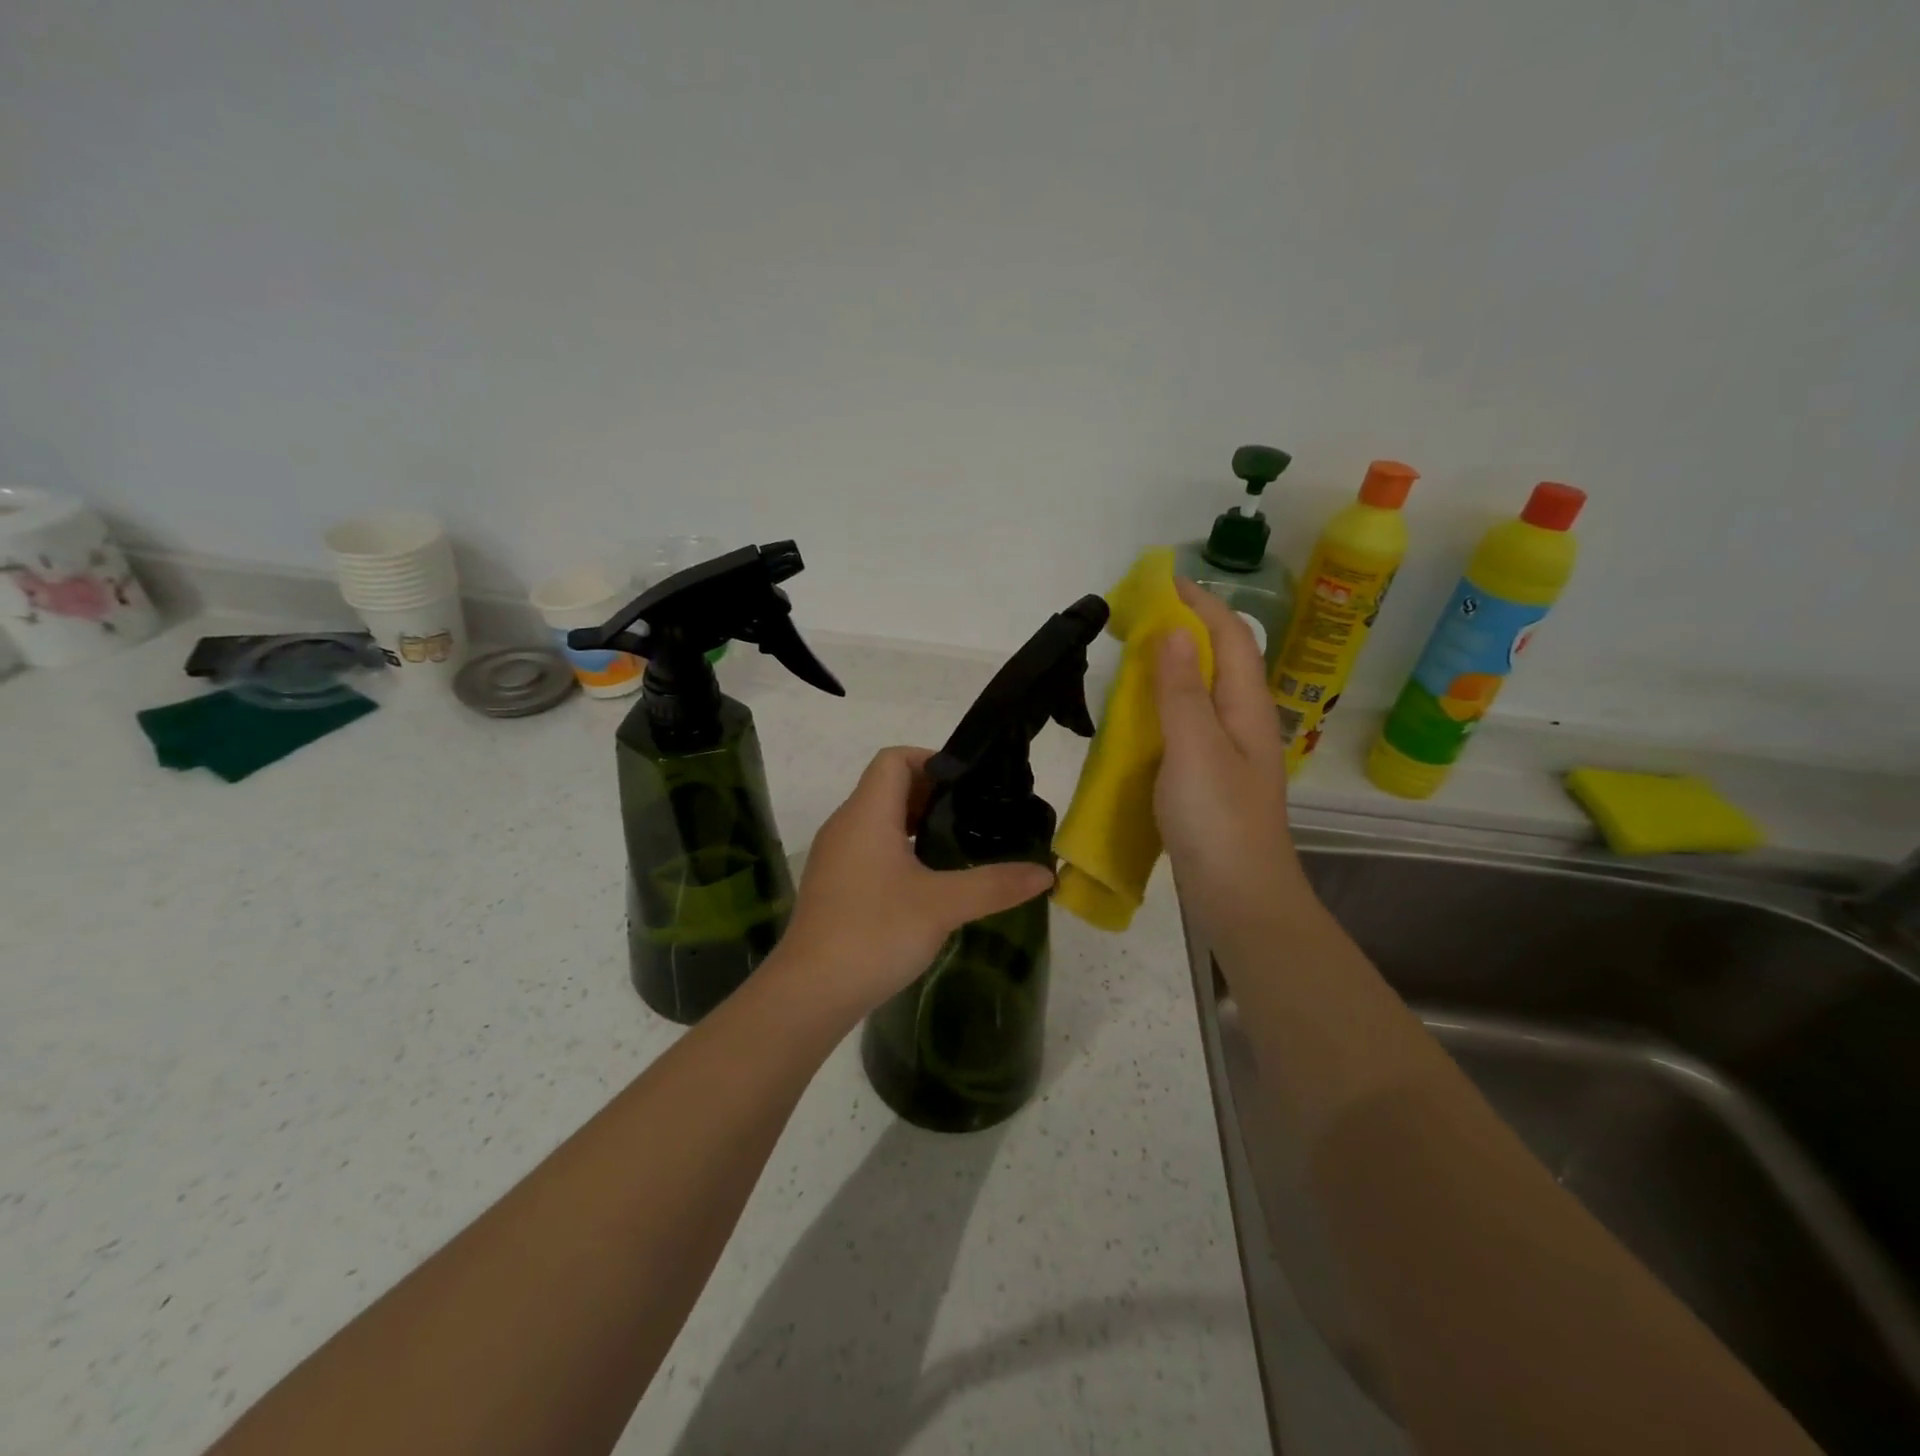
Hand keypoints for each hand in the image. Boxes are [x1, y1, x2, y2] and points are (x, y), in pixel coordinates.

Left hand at [779, 747, 1055, 1020]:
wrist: (810, 993)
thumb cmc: (875, 933)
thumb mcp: (943, 906)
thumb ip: (995, 884)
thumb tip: (1046, 873)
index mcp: (866, 814)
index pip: (894, 759)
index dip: (931, 760)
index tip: (968, 784)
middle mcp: (845, 825)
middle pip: (887, 786)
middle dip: (931, 794)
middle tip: (973, 815)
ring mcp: (835, 857)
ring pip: (878, 819)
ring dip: (915, 823)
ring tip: (957, 845)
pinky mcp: (833, 885)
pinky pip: (869, 848)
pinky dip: (899, 849)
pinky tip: (927, 881)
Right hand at [1153, 580, 1304, 927]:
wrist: (1240, 899)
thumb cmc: (1218, 822)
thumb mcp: (1194, 749)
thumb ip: (1182, 690)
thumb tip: (1175, 629)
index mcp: (1247, 709)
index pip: (1231, 637)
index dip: (1202, 604)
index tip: (1162, 583)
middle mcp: (1244, 723)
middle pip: (1221, 660)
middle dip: (1186, 628)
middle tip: (1138, 617)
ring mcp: (1229, 754)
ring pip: (1204, 693)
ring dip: (1174, 666)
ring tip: (1134, 656)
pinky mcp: (1211, 779)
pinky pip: (1189, 725)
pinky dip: (1166, 705)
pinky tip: (1139, 716)